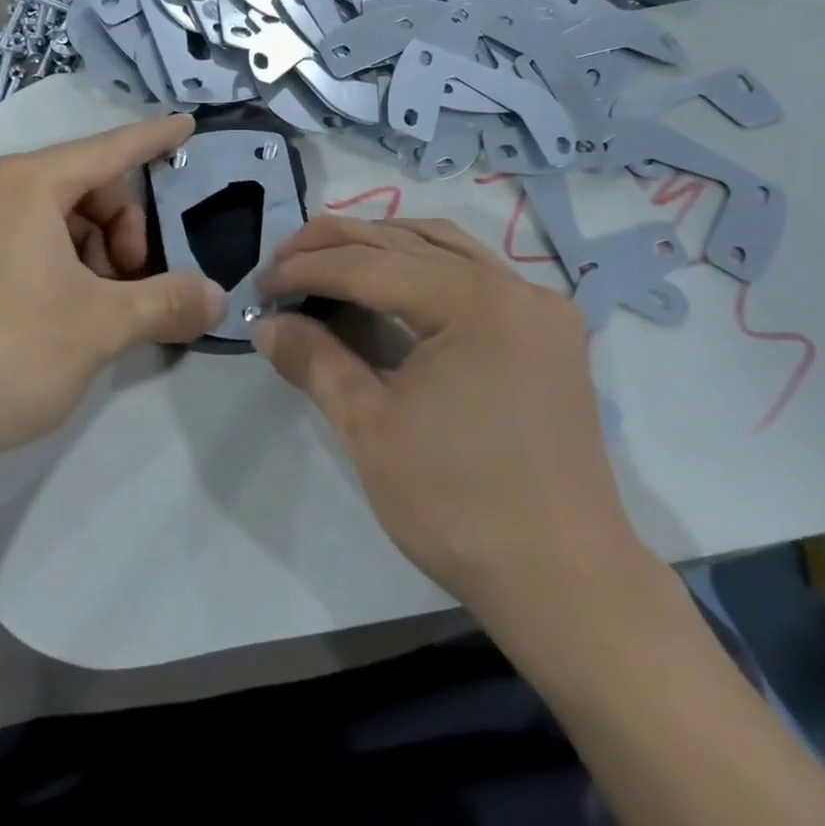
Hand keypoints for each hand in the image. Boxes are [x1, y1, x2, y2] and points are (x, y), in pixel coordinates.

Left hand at [0, 115, 224, 507]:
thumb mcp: (98, 329)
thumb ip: (165, 304)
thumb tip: (217, 297)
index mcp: (24, 184)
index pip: (108, 149)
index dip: (154, 138)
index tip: (187, 125)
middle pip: (78, 188)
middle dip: (119, 229)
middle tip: (129, 286)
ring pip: (41, 219)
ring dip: (83, 254)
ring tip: (89, 312)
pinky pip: (6, 242)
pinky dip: (44, 265)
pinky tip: (46, 319)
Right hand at [255, 215, 641, 609]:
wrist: (563, 582)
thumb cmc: (458, 504)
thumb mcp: (369, 427)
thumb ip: (314, 359)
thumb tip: (265, 324)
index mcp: (476, 302)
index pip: (372, 265)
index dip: (308, 269)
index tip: (261, 284)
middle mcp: (515, 286)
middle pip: (409, 242)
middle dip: (337, 245)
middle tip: (282, 259)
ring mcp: (539, 307)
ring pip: (445, 248)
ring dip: (381, 245)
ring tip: (328, 258)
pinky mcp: (547, 334)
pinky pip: (475, 275)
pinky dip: (424, 267)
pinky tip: (392, 281)